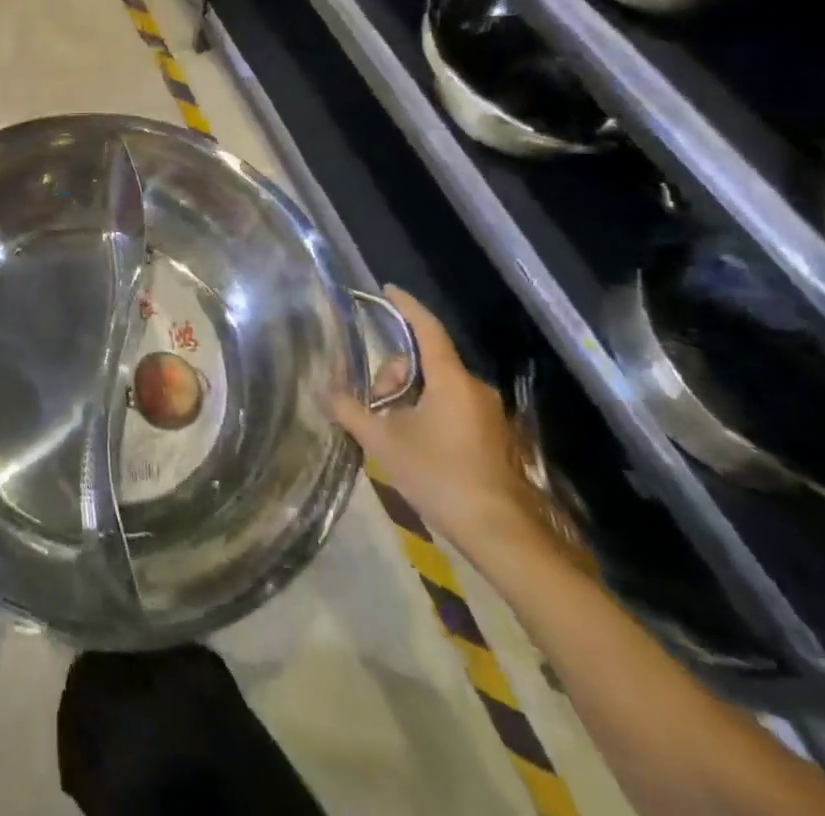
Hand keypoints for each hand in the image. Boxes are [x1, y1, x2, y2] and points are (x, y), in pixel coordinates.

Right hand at [328, 287, 542, 558]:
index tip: (387, 290)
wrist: (501, 535)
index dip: (406, 306)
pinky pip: (452, 405)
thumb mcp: (384, 443)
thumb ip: (351, 412)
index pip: (426, 328)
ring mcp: (488, 413)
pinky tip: (413, 442)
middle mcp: (473, 387)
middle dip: (394, 375)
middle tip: (374, 407)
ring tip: (391, 431)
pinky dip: (427, 411)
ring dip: (409, 397)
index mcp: (450, 379)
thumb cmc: (441, 477)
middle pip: (425, 360)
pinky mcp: (493, 436)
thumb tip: (323, 390)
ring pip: (437, 385)